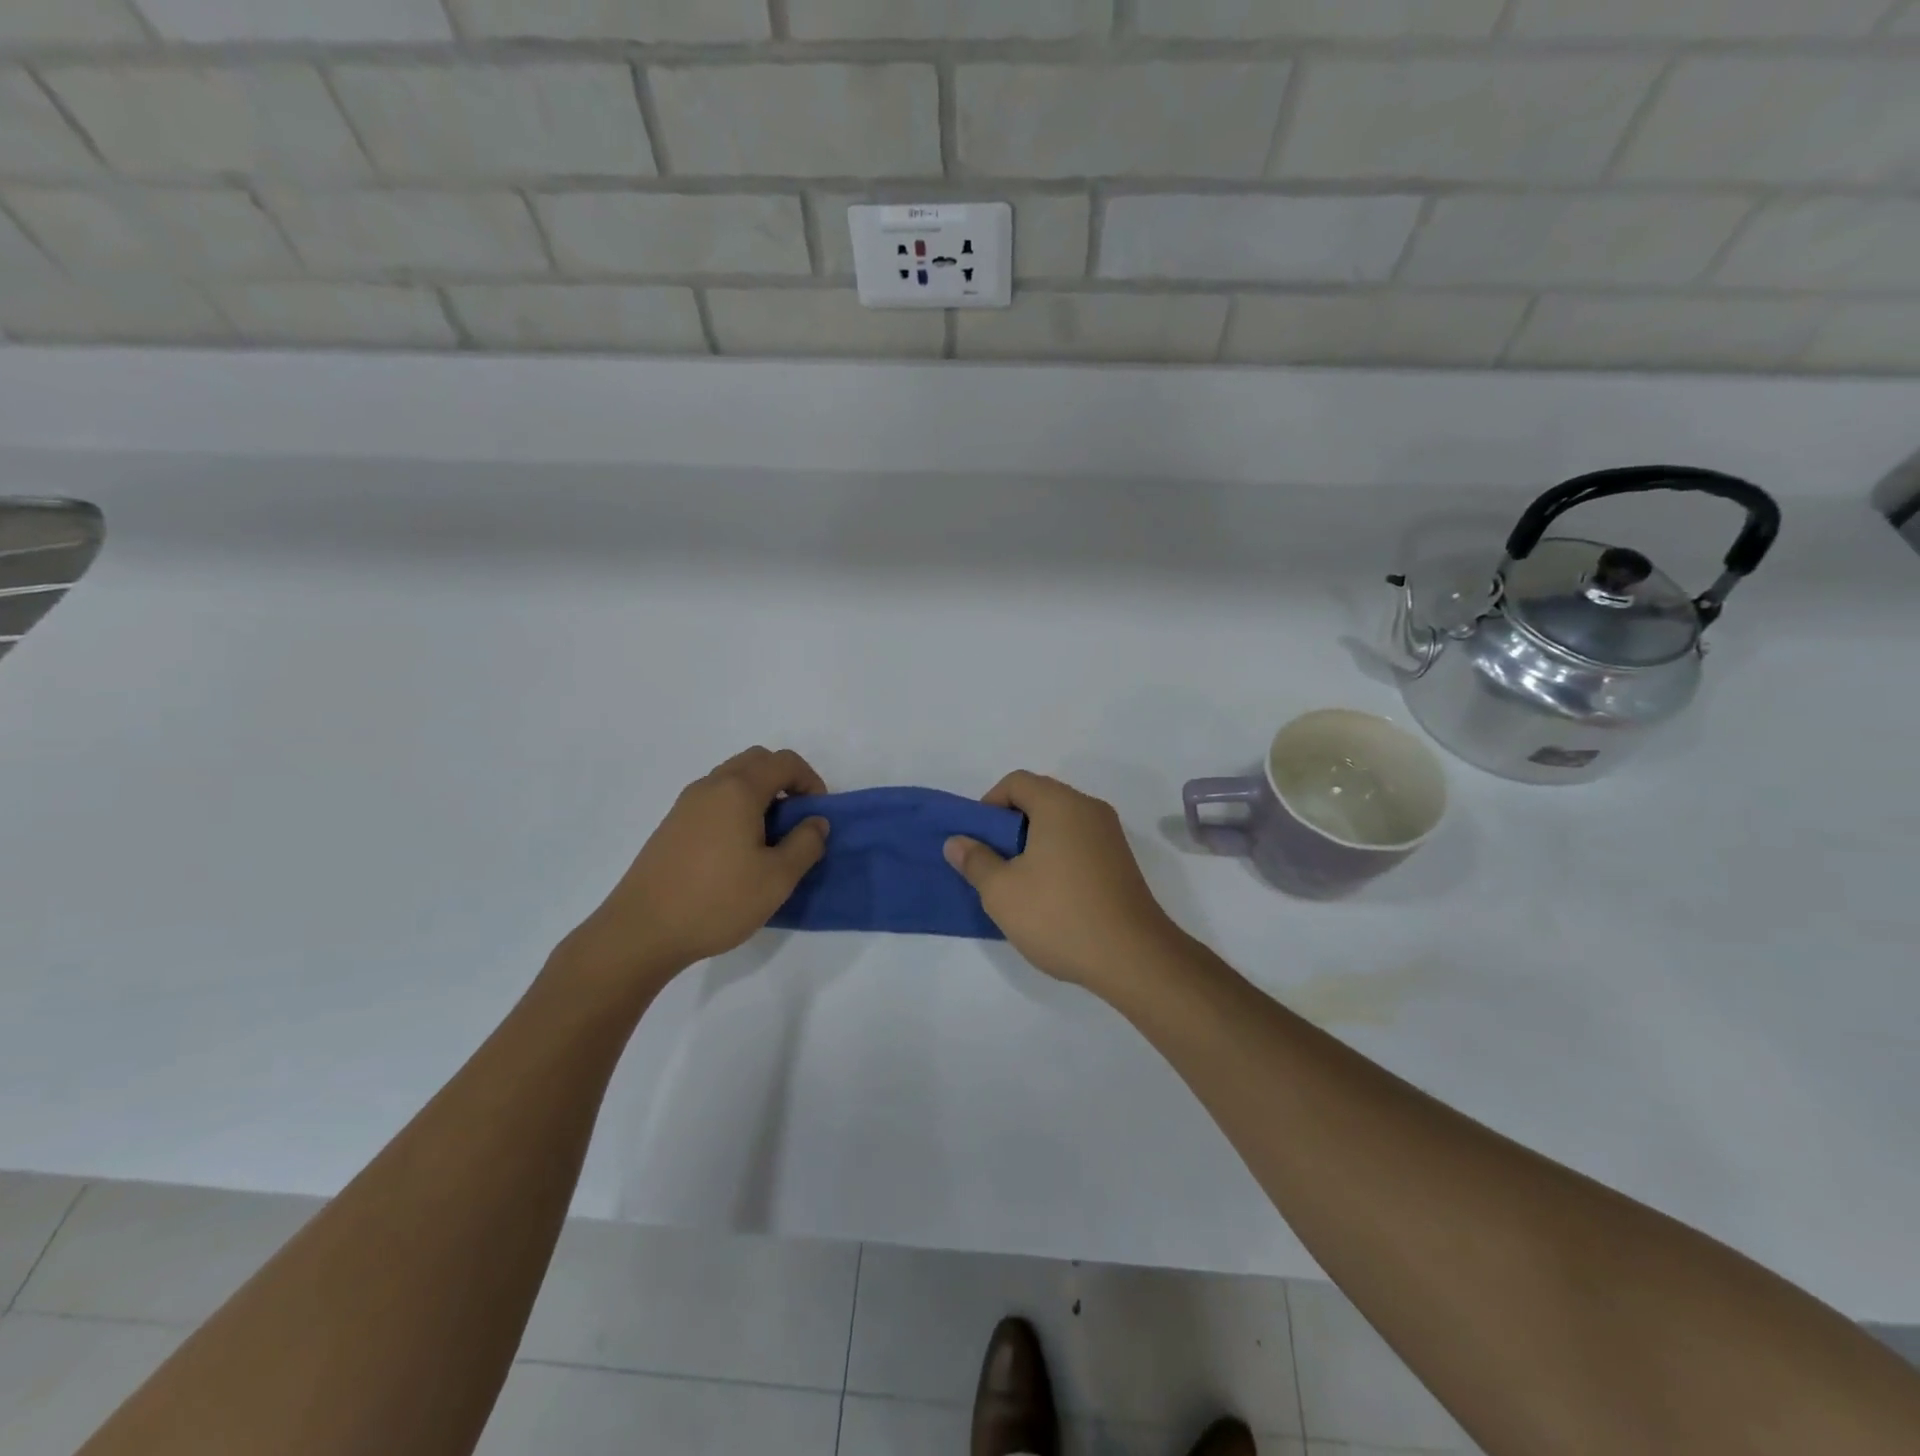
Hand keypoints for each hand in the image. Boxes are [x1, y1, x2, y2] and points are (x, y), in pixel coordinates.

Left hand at [556, 747, 829, 991]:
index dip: (810, 780)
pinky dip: (736, 808)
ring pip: (732, 779)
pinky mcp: (672, 825)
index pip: (784, 762)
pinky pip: (714, 799)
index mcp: (739, 790)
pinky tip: (737, 850)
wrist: (642, 931)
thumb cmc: (717, 901)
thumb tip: (816, 822)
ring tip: (769, 838)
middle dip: (784, 781)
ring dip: (759, 794)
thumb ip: (806, 844)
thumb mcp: (777, 878)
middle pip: (756, 761)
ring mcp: (686, 804)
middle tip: (796, 819)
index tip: (817, 815)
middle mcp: (711, 786)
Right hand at [944, 771, 1185, 992]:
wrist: (1133, 957)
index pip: (1016, 782)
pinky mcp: (1121, 861)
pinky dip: (1057, 855)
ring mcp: (1110, 835)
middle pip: (1040, 798)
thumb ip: (975, 860)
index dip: (989, 805)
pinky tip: (1049, 894)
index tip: (978, 841)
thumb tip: (957, 841)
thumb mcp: (1001, 891)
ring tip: (1018, 882)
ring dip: (1033, 842)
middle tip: (993, 862)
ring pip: (1060, 822)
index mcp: (1060, 804)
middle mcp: (1089, 809)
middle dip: (1010, 825)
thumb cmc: (1058, 915)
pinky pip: (1079, 843)